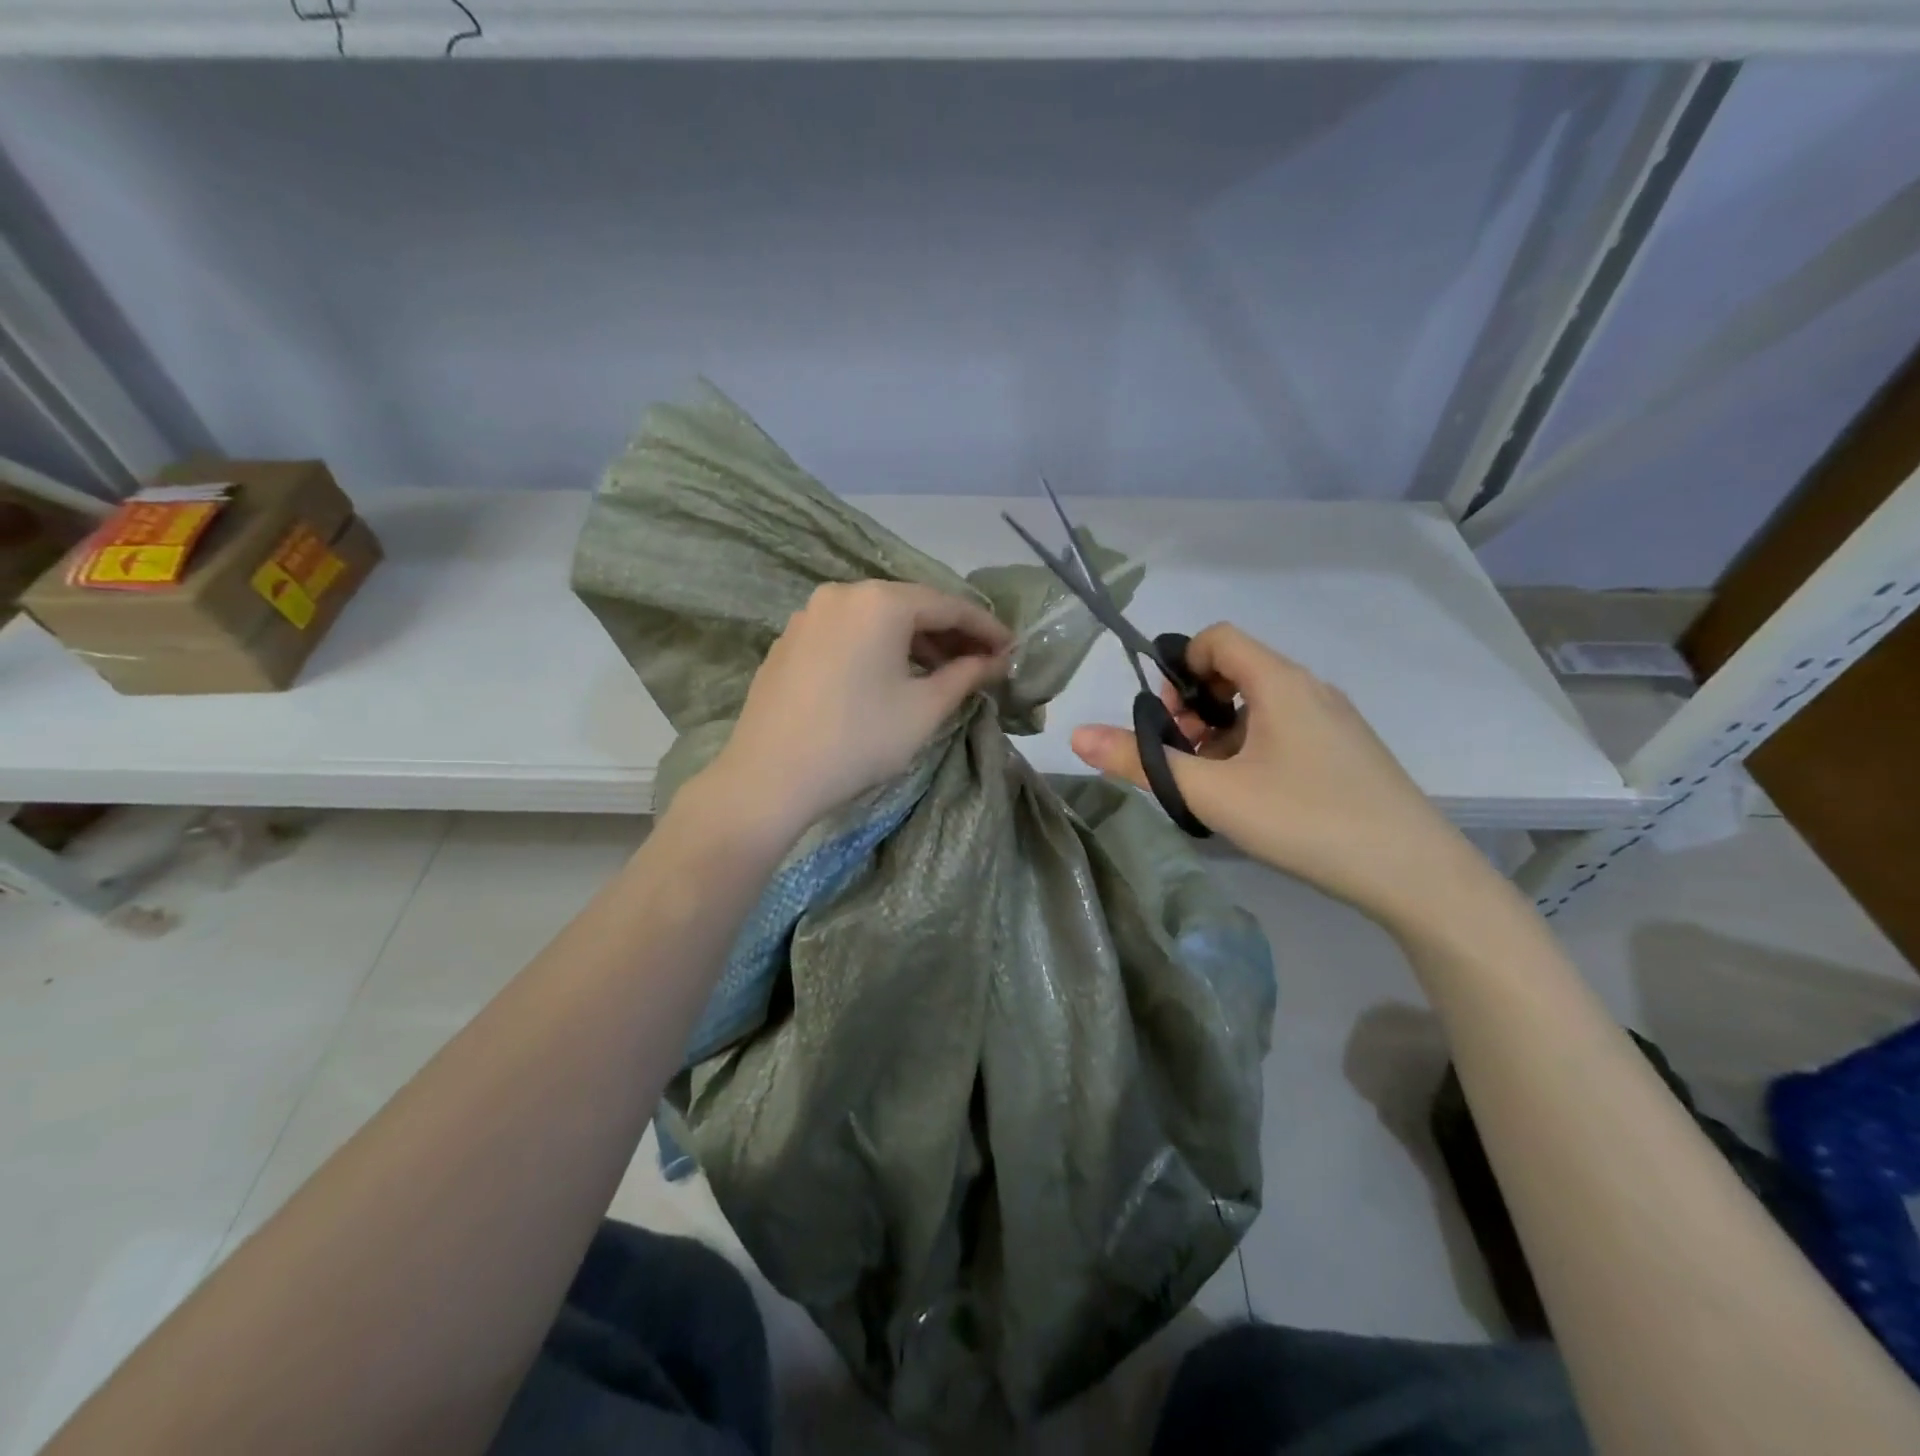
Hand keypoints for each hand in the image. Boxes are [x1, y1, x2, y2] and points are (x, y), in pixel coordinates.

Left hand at [706, 581, 1011, 838]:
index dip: (986, 628)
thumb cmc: (858, 740)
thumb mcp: (923, 709)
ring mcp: (810, 615)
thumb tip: (996, 661)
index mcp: (880, 601)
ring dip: (915, 643)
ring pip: (878, 620)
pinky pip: (849, 634)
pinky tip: (892, 677)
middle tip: (982, 664)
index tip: (1013, 651)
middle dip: (951, 635)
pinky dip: (879, 648)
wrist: (769, 777)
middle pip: (911, 607)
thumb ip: (966, 676)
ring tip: (943, 674)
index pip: (948, 605)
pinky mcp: (790, 641)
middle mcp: (842, 594)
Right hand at [1070, 623, 1491, 936]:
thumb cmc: (1305, 820)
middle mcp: (1310, 688)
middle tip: (1182, 753)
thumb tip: (1076, 735)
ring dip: (1222, 730)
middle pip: (1236, 669)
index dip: (1180, 665)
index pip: (1218, 638)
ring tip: (1212, 781)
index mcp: (1280, 682)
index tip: (1165, 716)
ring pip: (1260, 704)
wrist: (1414, 874)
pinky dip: (1253, 746)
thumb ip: (1140, 763)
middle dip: (1195, 703)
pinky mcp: (1347, 751)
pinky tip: (1253, 795)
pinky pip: (1286, 728)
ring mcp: (1334, 720)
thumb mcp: (1211, 792)